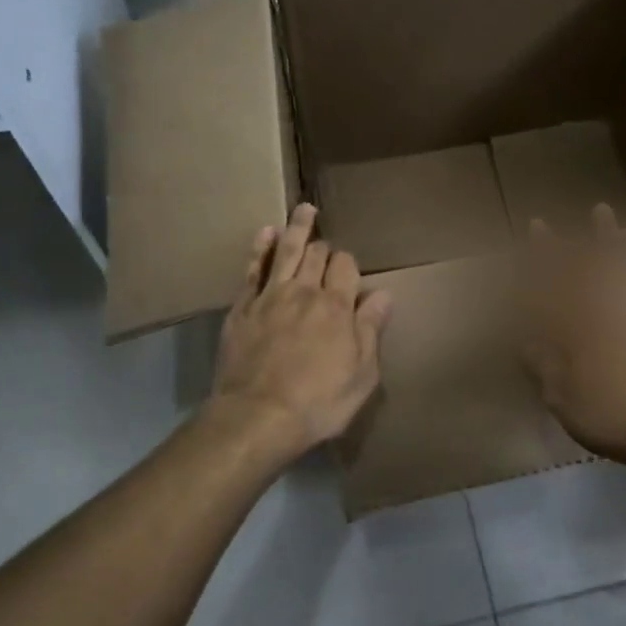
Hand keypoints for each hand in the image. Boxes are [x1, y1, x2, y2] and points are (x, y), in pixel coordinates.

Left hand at [207, 203, 392, 460]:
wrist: (257, 416)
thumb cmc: (319, 403)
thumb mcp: (361, 375)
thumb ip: (371, 330)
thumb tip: (383, 294)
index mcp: (337, 308)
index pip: (347, 267)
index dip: (349, 263)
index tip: (350, 270)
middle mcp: (304, 292)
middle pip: (317, 255)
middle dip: (325, 246)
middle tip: (327, 243)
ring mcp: (270, 297)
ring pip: (285, 251)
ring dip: (297, 228)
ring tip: (304, 209)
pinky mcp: (242, 308)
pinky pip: (252, 269)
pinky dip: (259, 248)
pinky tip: (265, 233)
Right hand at [516, 204, 625, 463]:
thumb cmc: (611, 412)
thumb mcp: (561, 395)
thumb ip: (541, 362)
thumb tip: (523, 337)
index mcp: (577, 321)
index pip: (554, 277)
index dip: (544, 252)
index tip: (538, 227)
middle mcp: (609, 304)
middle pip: (595, 262)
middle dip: (588, 237)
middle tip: (591, 211)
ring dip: (619, 237)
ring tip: (612, 216)